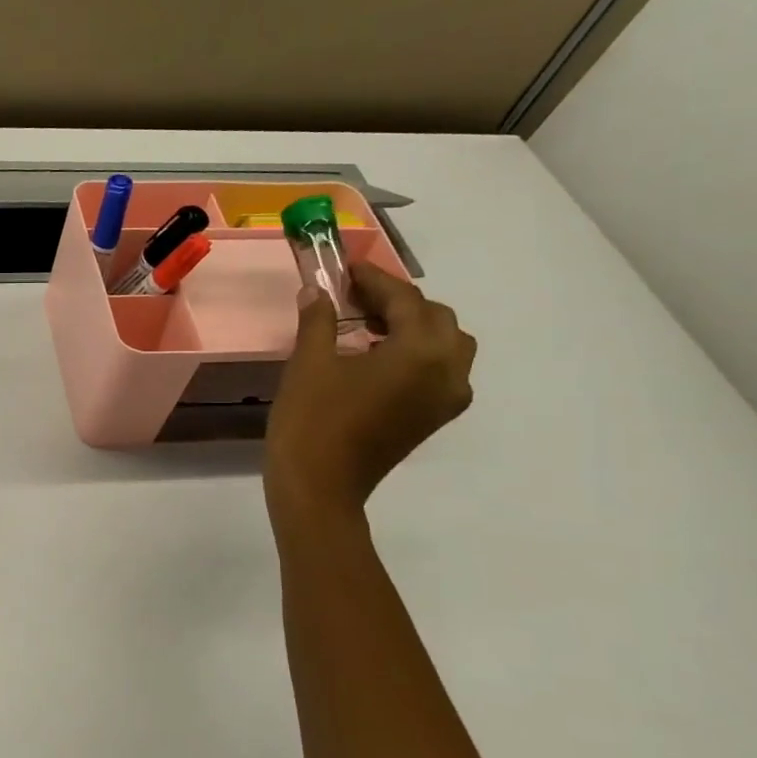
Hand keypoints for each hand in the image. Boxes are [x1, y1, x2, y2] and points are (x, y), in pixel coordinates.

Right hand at [266, 264, 476, 516]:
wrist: (319, 488)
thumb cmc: (312, 421)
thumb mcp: (309, 364)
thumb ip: (318, 320)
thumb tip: (317, 291)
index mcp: (420, 352)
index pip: (405, 300)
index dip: (374, 280)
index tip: (346, 269)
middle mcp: (448, 370)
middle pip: (436, 318)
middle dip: (398, 302)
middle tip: (353, 299)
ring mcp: (446, 397)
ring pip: (445, 344)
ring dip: (413, 327)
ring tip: (367, 326)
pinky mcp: (434, 417)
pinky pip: (439, 370)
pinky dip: (416, 353)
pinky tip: (375, 357)